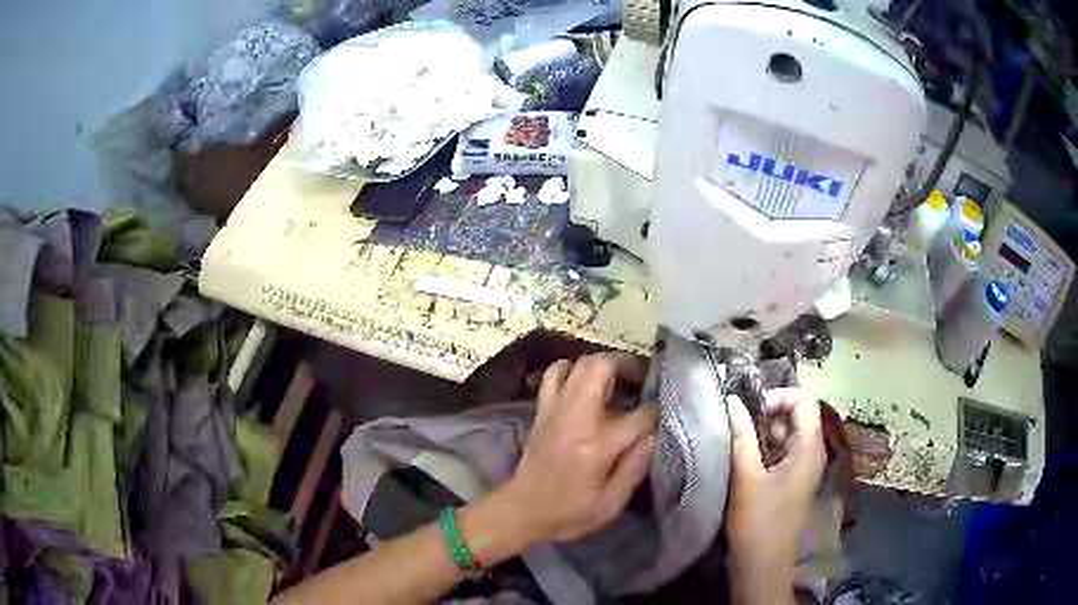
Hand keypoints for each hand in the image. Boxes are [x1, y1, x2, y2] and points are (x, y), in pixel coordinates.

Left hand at [500, 354, 657, 543]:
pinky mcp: (542, 410)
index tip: (665, 415)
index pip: (639, 416)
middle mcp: (576, 418)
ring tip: (617, 380)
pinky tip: (583, 384)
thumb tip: (655, 437)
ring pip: (579, 363)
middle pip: (602, 367)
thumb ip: (635, 468)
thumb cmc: (568, 513)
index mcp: (597, 445)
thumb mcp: (610, 504)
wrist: (520, 510)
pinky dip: (571, 369)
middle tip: (642, 379)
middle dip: (629, 366)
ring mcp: (556, 409)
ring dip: (602, 365)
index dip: (658, 413)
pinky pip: (554, 374)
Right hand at [725, 388, 825, 604]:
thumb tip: (732, 400)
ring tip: (737, 443)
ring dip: (763, 432)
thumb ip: (741, 435)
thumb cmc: (757, 521)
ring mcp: (803, 468)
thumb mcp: (746, 476)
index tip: (752, 410)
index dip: (779, 397)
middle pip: (797, 415)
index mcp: (809, 448)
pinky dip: (765, 448)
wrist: (762, 565)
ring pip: (787, 434)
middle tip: (738, 427)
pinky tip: (744, 460)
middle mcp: (812, 452)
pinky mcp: (792, 480)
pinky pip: (782, 451)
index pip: (805, 400)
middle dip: (768, 414)